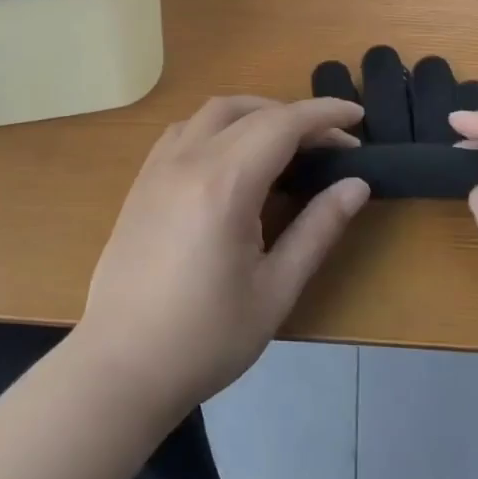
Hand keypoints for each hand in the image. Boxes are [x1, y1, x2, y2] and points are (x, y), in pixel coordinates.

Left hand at [75, 96, 369, 419]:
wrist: (120, 368)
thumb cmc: (205, 338)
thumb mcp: (275, 289)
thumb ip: (318, 229)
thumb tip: (356, 185)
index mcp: (225, 183)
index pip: (283, 124)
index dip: (324, 113)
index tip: (357, 116)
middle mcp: (188, 160)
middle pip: (249, 111)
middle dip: (295, 114)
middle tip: (330, 142)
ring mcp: (158, 167)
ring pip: (212, 112)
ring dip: (254, 112)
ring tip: (285, 141)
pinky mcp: (141, 181)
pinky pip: (185, 129)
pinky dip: (219, 125)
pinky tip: (232, 156)